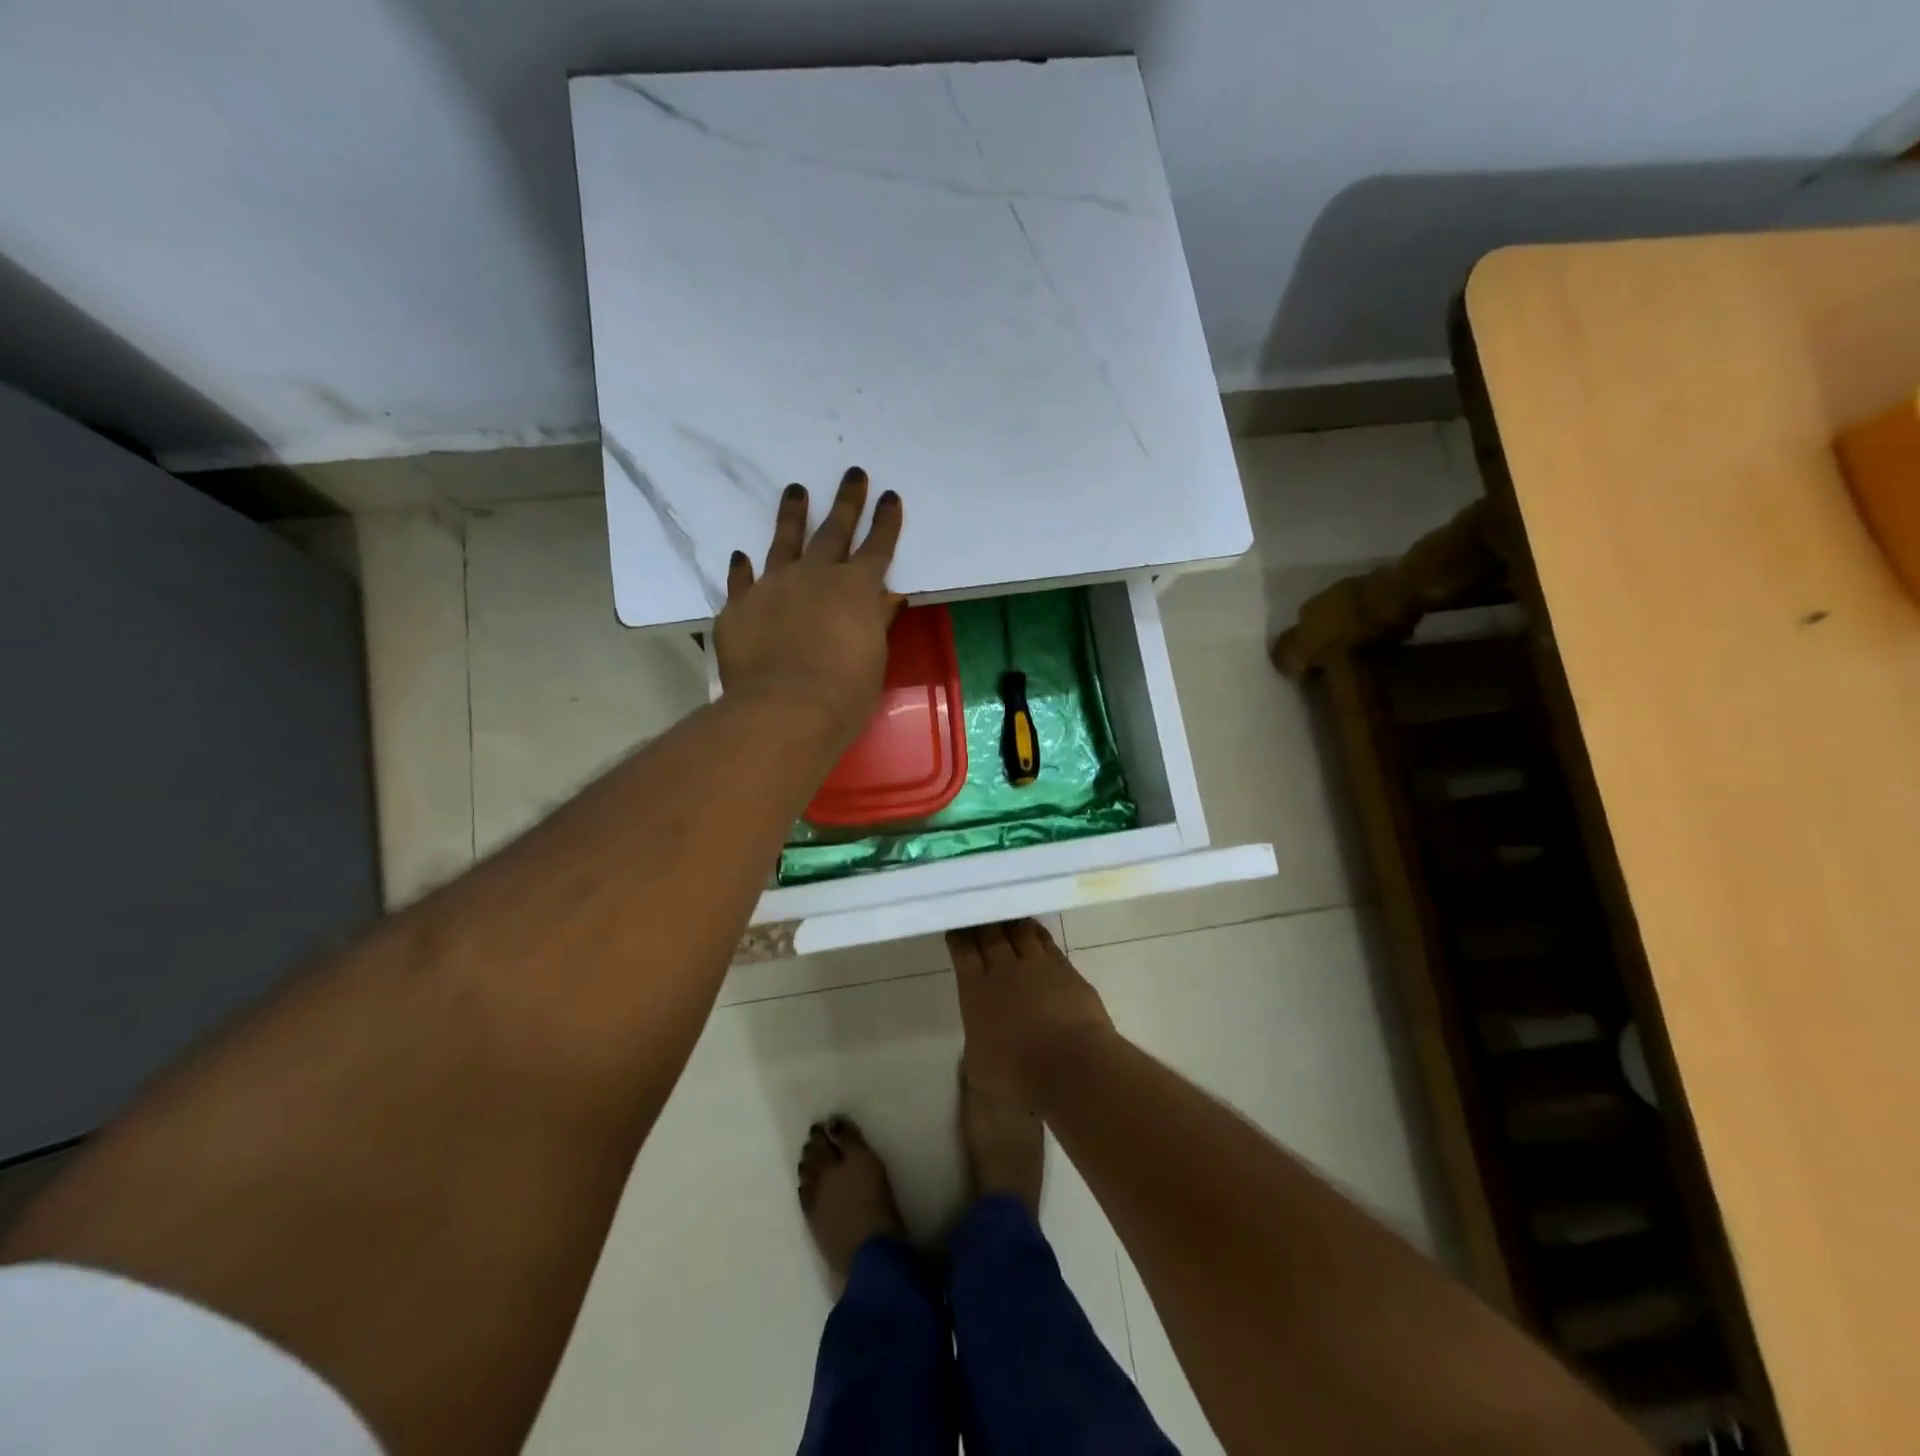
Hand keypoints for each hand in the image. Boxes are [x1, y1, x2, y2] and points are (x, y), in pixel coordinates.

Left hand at [715, 467, 902, 744]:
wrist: (785, 708)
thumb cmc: (844, 692)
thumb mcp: (873, 658)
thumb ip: (876, 622)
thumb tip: (885, 599)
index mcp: (856, 589)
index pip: (877, 547)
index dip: (885, 522)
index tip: (889, 497)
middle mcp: (815, 576)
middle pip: (834, 531)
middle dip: (846, 502)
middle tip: (852, 474)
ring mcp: (773, 587)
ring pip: (784, 542)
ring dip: (792, 515)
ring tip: (795, 491)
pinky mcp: (740, 607)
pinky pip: (742, 580)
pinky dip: (743, 568)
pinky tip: (742, 555)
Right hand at [948, 920, 1114, 1106]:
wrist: (1072, 1064)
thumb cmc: (1018, 1074)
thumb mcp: (980, 1070)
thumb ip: (975, 1048)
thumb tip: (979, 1042)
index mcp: (976, 991)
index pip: (963, 954)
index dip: (959, 938)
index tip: (957, 927)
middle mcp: (1004, 971)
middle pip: (991, 937)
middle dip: (984, 924)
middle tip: (981, 912)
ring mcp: (1038, 966)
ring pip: (1021, 933)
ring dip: (1012, 923)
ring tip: (1008, 916)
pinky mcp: (1066, 970)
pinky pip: (1048, 942)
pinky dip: (1038, 933)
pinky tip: (1036, 930)